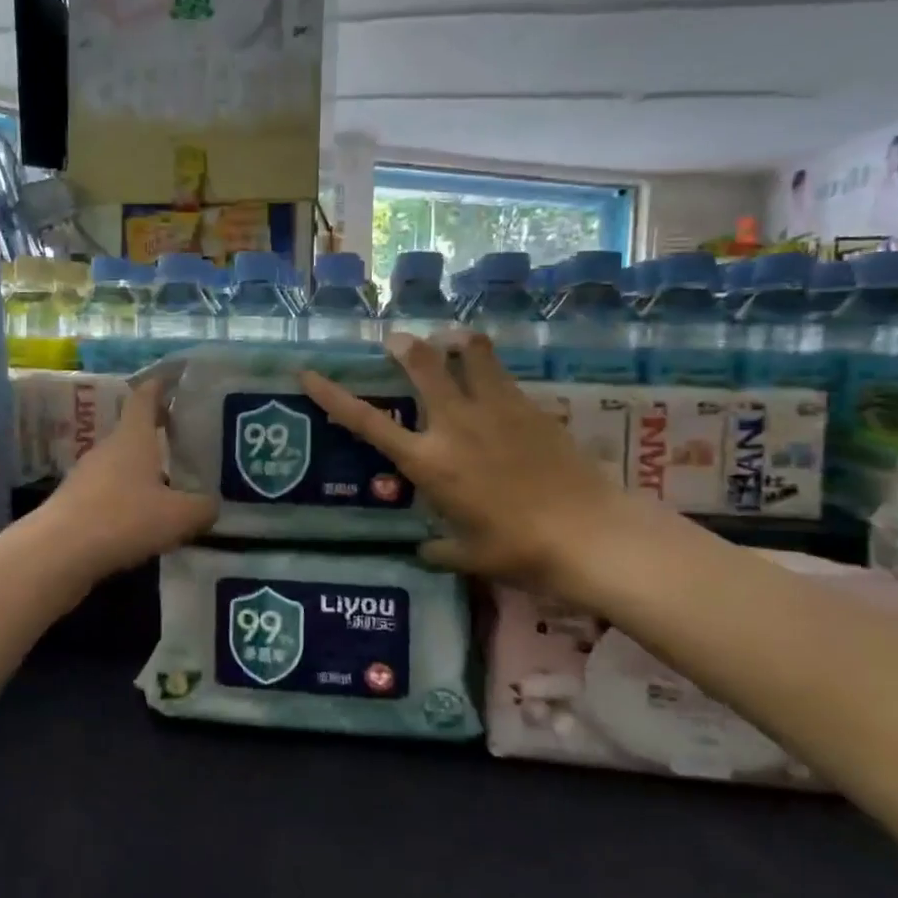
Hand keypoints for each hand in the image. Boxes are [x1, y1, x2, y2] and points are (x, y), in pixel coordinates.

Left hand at [40, 377, 217, 578]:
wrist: (58, 553)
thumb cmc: (124, 519)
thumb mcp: (179, 516)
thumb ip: (203, 507)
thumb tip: (211, 505)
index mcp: (133, 437)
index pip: (145, 397)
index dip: (161, 386)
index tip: (176, 379)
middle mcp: (108, 449)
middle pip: (134, 431)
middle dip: (159, 432)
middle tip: (187, 438)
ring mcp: (87, 475)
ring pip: (122, 464)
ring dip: (144, 470)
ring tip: (172, 485)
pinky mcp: (75, 503)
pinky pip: (109, 491)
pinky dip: (128, 497)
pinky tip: (144, 519)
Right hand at [300, 333, 654, 604]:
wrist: (588, 534)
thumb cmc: (518, 550)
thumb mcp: (469, 556)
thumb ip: (439, 550)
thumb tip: (422, 551)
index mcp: (428, 462)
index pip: (367, 422)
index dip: (333, 395)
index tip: (308, 373)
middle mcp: (454, 424)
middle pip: (422, 363)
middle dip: (404, 346)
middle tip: (397, 342)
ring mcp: (495, 408)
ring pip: (468, 351)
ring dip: (454, 341)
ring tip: (451, 341)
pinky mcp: (531, 405)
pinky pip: (502, 372)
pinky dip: (489, 366)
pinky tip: (492, 377)